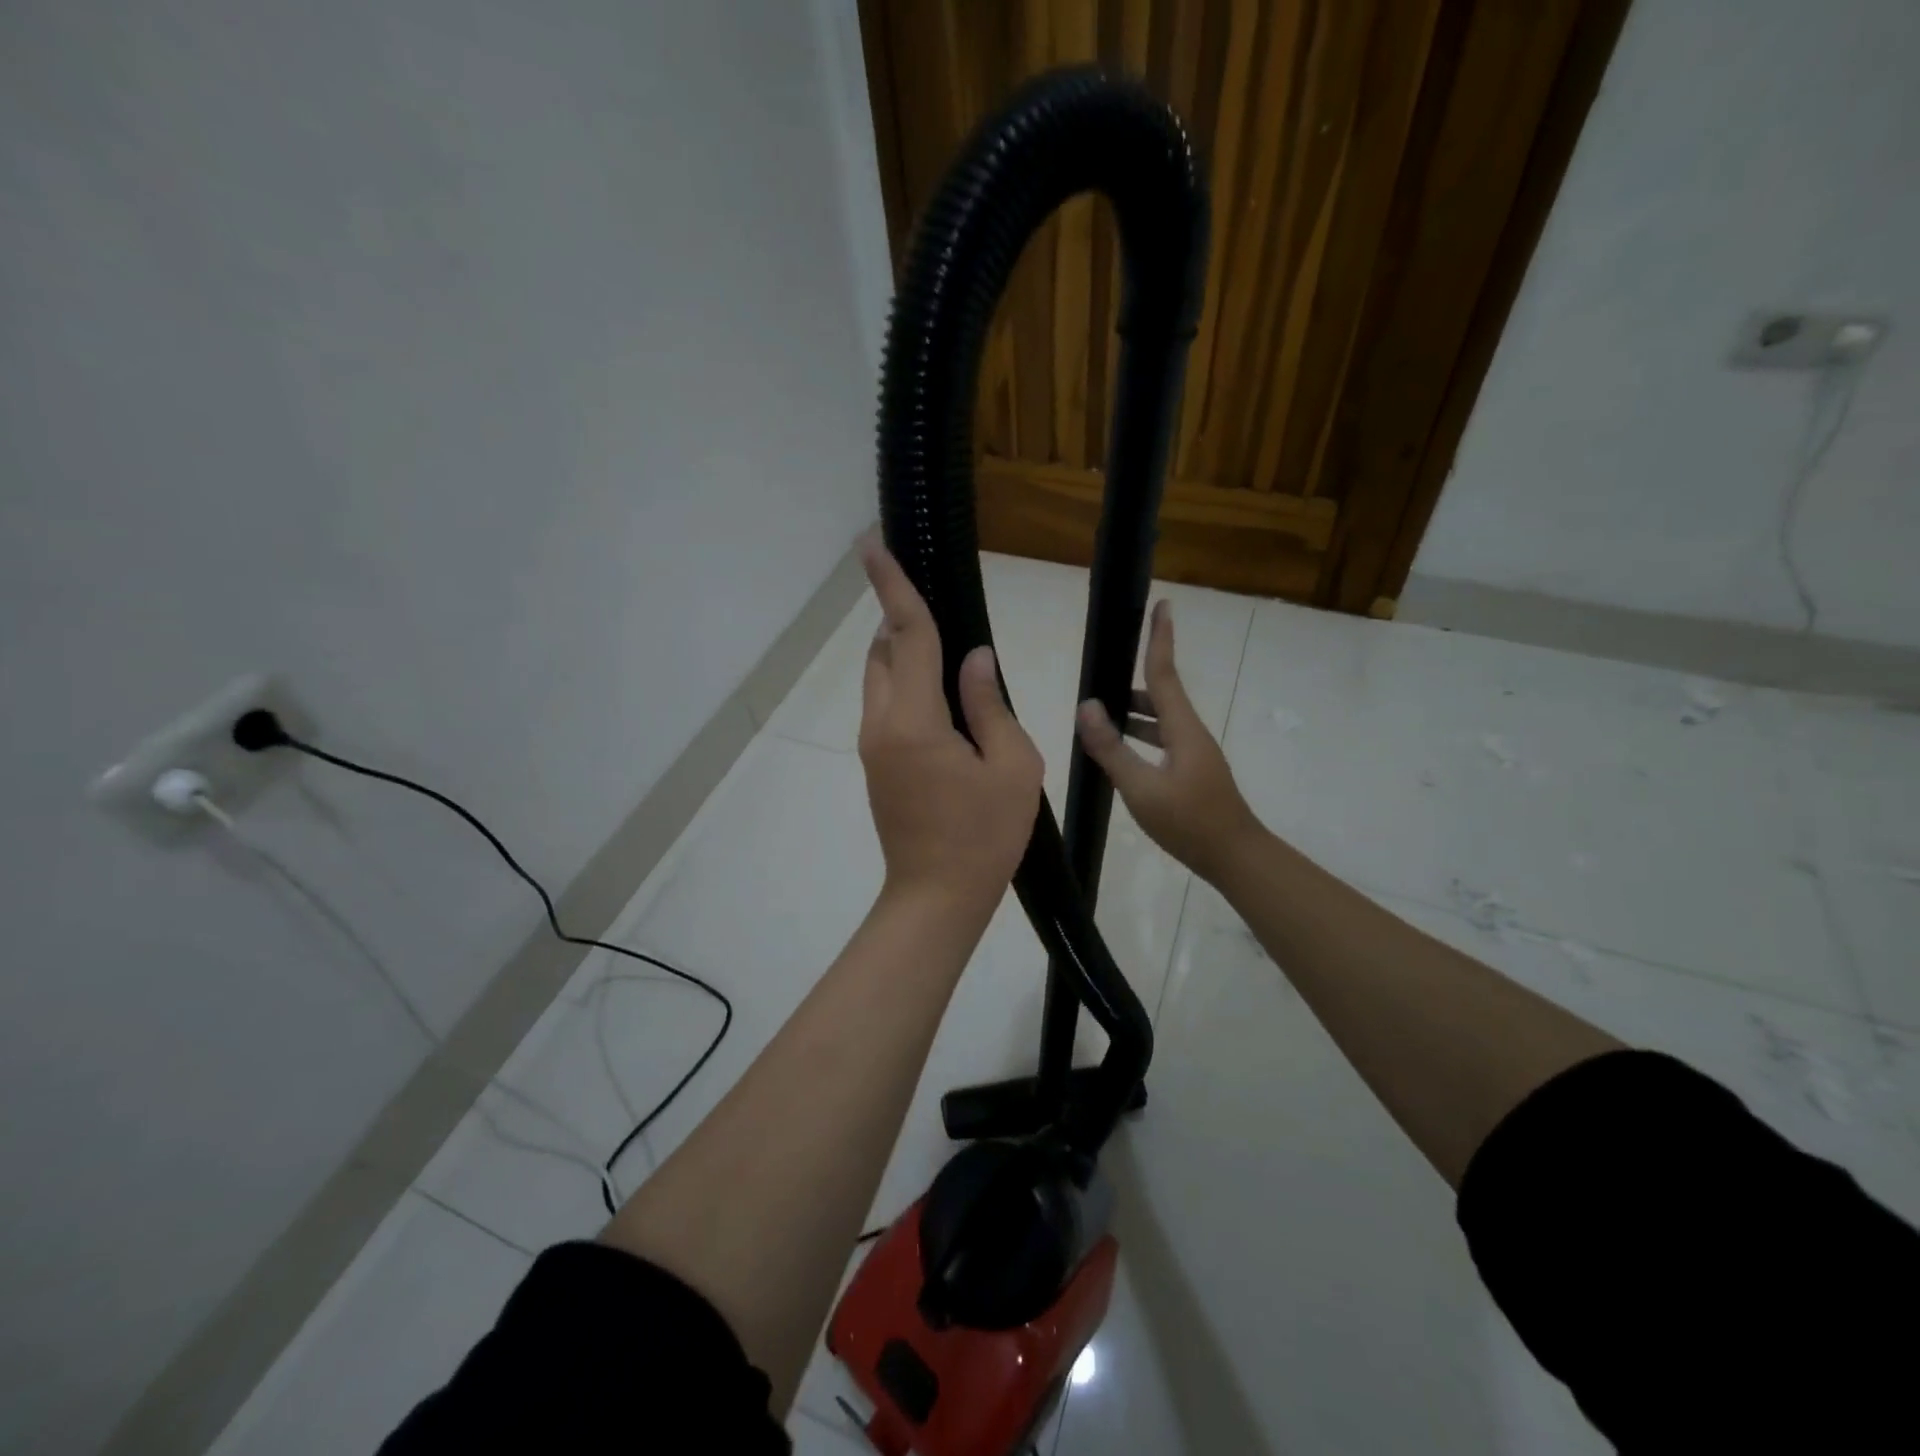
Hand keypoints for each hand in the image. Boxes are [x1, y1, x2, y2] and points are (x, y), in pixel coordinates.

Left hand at [857, 536, 1043, 918]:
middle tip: (936, 602)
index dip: (892, 585)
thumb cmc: (985, 835)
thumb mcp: (1012, 765)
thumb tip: (975, 657)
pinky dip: (905, 682)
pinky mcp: (876, 763)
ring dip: (903, 652)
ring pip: (879, 678)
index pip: (905, 635)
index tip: (871, 542)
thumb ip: (990, 703)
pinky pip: (885, 704)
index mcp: (914, 720)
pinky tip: (942, 694)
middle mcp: (881, 724)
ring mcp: (872, 746)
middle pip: (883, 651)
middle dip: (902, 618)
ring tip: (945, 648)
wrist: (937, 896)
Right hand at [1075, 600, 1263, 883]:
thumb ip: (1112, 748)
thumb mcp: (1142, 787)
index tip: (1162, 605)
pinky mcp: (1192, 772)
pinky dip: (1140, 737)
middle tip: (1098, 682)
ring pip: (1160, 721)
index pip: (1165, 673)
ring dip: (1133, 714)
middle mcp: (1191, 734)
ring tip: (1099, 720)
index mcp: (1183, 729)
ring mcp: (1194, 754)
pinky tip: (1121, 754)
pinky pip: (1161, 741)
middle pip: (1161, 696)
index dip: (1161, 639)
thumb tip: (1087, 706)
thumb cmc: (1190, 821)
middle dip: (1131, 685)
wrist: (1235, 857)